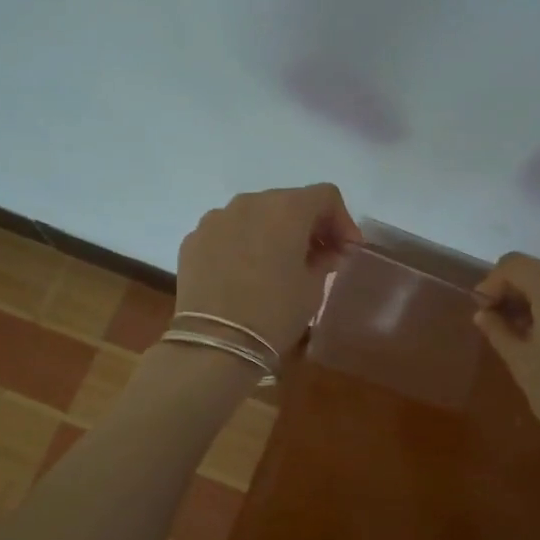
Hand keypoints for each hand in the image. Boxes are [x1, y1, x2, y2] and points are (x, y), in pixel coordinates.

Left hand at [174, 184, 361, 356]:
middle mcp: (250, 202)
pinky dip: (244, 244)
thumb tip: (324, 253)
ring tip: (278, 266)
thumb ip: (324, 260)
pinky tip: (245, 275)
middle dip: (307, 226)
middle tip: (318, 257)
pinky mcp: (193, 240)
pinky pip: (228, 232)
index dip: (342, 221)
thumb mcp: (313, 288)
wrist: (215, 343)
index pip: (325, 196)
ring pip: (255, 215)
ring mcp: (216, 219)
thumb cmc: (275, 312)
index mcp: (286, 208)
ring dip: (273, 232)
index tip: (346, 250)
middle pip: (288, 202)